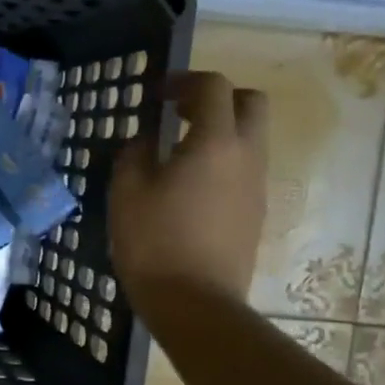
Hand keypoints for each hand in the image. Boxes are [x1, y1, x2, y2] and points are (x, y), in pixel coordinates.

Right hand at [109, 70, 267, 309]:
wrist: (195, 303)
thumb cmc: (154, 242)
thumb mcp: (127, 191)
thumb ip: (135, 153)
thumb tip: (146, 140)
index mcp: (215, 142)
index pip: (213, 87)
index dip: (184, 81)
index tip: (155, 94)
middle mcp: (247, 156)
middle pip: (251, 103)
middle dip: (217, 99)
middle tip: (179, 113)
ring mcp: (257, 186)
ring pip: (251, 138)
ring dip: (219, 132)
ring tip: (177, 152)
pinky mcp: (255, 212)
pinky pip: (244, 170)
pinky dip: (222, 162)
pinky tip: (188, 187)